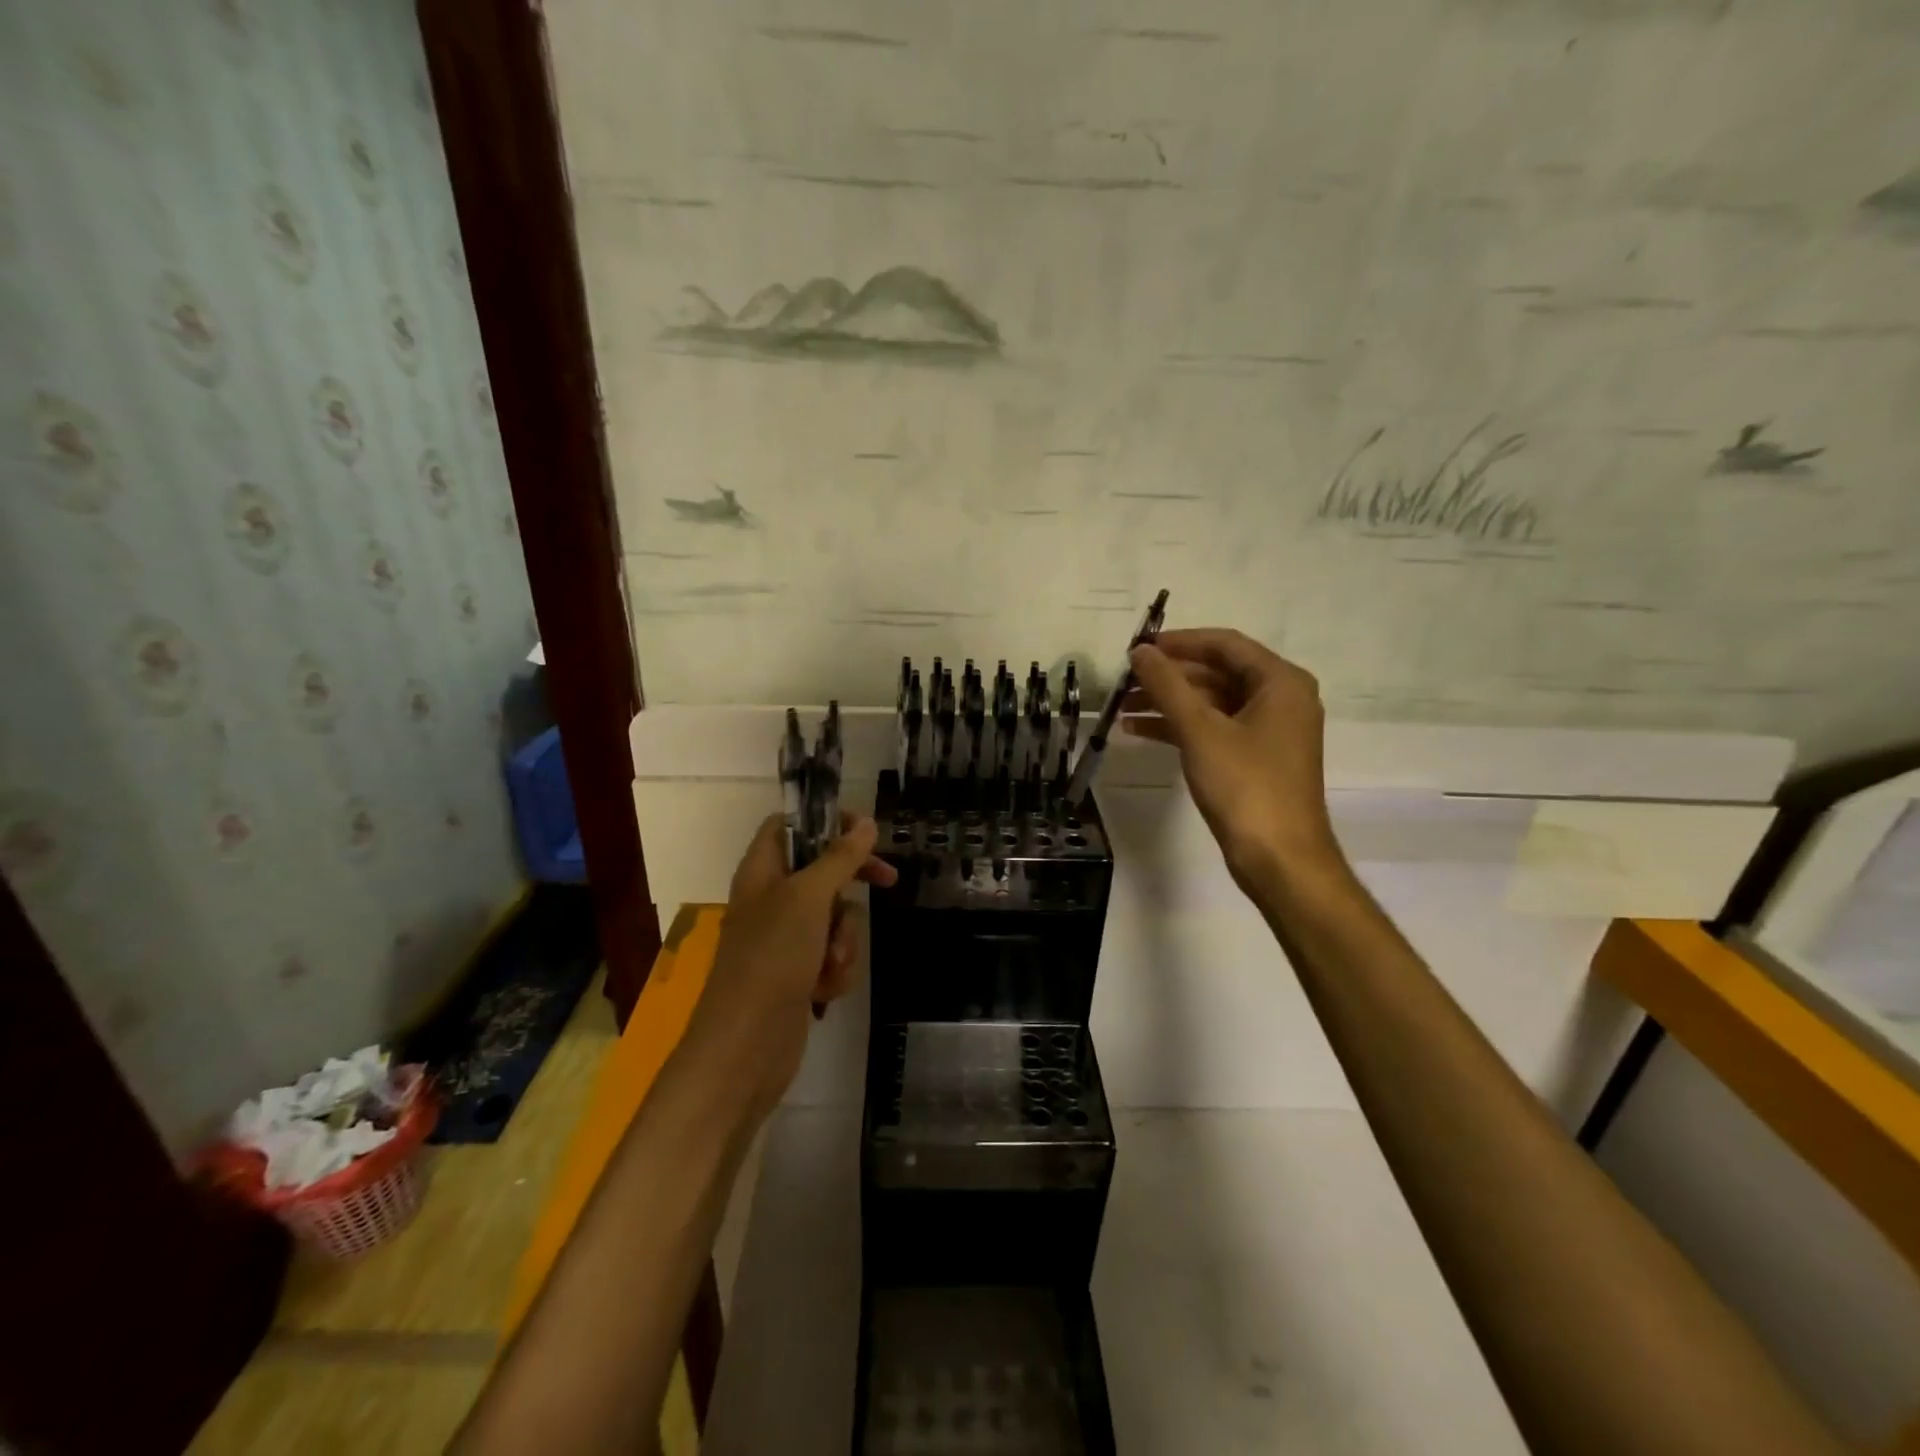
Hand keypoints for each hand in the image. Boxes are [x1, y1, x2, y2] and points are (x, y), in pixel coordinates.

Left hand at [681, 814, 897, 1120]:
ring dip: (843, 939)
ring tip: (830, 963)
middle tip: (887, 880)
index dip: (827, 821)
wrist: (746, 1047)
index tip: (865, 831)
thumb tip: (866, 824)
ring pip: (835, 918)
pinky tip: (825, 990)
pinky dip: (835, 970)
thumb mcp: (808, 898)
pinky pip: (832, 955)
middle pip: (822, 871)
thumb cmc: (772, 959)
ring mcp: (785, 939)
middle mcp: (771, 900)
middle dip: (851, 886)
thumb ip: (840, 858)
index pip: (790, 825)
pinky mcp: (798, 974)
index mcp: (762, 871)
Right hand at [1123, 628, 1343, 893]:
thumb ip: (1168, 686)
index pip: (1224, 644)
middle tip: (1124, 679)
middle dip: (1168, 676)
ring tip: (1121, 707)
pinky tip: (1139, 731)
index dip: (1179, 642)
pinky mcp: (1255, 759)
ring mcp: (1268, 731)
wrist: (1279, 858)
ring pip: (1212, 703)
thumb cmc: (1245, 785)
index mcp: (1280, 682)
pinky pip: (1213, 729)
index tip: (1138, 647)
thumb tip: (1139, 651)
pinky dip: (1179, 728)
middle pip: (1216, 673)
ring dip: (1168, 703)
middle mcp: (1280, 699)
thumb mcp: (1200, 731)